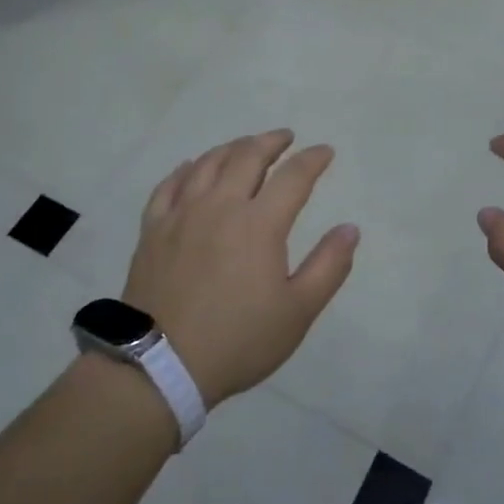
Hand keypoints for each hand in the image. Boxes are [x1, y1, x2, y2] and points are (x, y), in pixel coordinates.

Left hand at [122, 129, 359, 408]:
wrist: (160, 365)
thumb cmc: (238, 340)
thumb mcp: (298, 311)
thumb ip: (329, 266)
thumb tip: (351, 228)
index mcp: (259, 223)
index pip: (293, 177)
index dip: (312, 160)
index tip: (325, 151)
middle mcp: (219, 206)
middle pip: (247, 156)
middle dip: (271, 141)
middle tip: (285, 137)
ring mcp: (181, 214)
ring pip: (207, 164)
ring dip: (231, 148)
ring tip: (245, 146)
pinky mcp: (153, 229)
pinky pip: (168, 186)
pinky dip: (185, 169)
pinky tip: (190, 167)